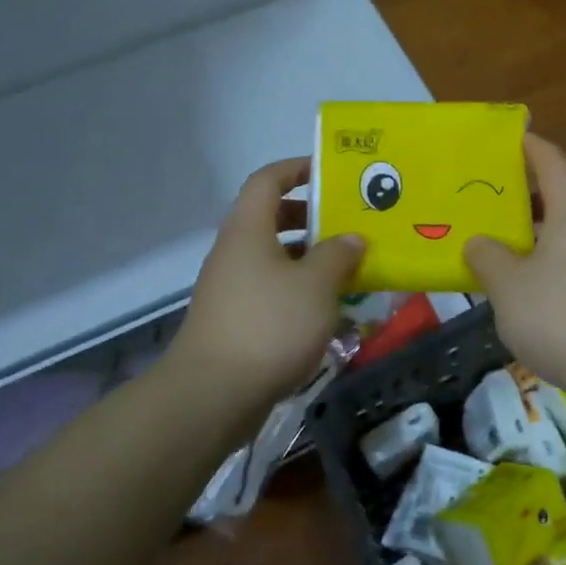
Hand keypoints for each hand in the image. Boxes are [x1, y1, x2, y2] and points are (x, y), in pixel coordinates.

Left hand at [172, 157, 364, 404]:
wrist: (213, 395)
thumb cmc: (269, 325)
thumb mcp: (316, 285)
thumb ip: (339, 255)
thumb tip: (352, 238)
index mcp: (248, 230)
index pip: (267, 180)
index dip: (296, 168)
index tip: (329, 172)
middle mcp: (235, 252)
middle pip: (270, 218)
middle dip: (310, 218)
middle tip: (347, 224)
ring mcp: (231, 288)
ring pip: (273, 258)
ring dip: (308, 258)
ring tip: (348, 268)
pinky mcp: (234, 320)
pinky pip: (271, 290)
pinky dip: (298, 290)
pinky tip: (328, 310)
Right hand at [464, 134, 565, 390]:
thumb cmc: (560, 316)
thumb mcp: (508, 286)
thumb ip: (488, 258)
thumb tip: (479, 243)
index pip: (555, 165)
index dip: (535, 148)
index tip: (516, 138)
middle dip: (543, 189)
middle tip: (510, 194)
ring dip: (551, 226)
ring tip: (516, 239)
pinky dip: (560, 257)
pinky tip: (537, 282)